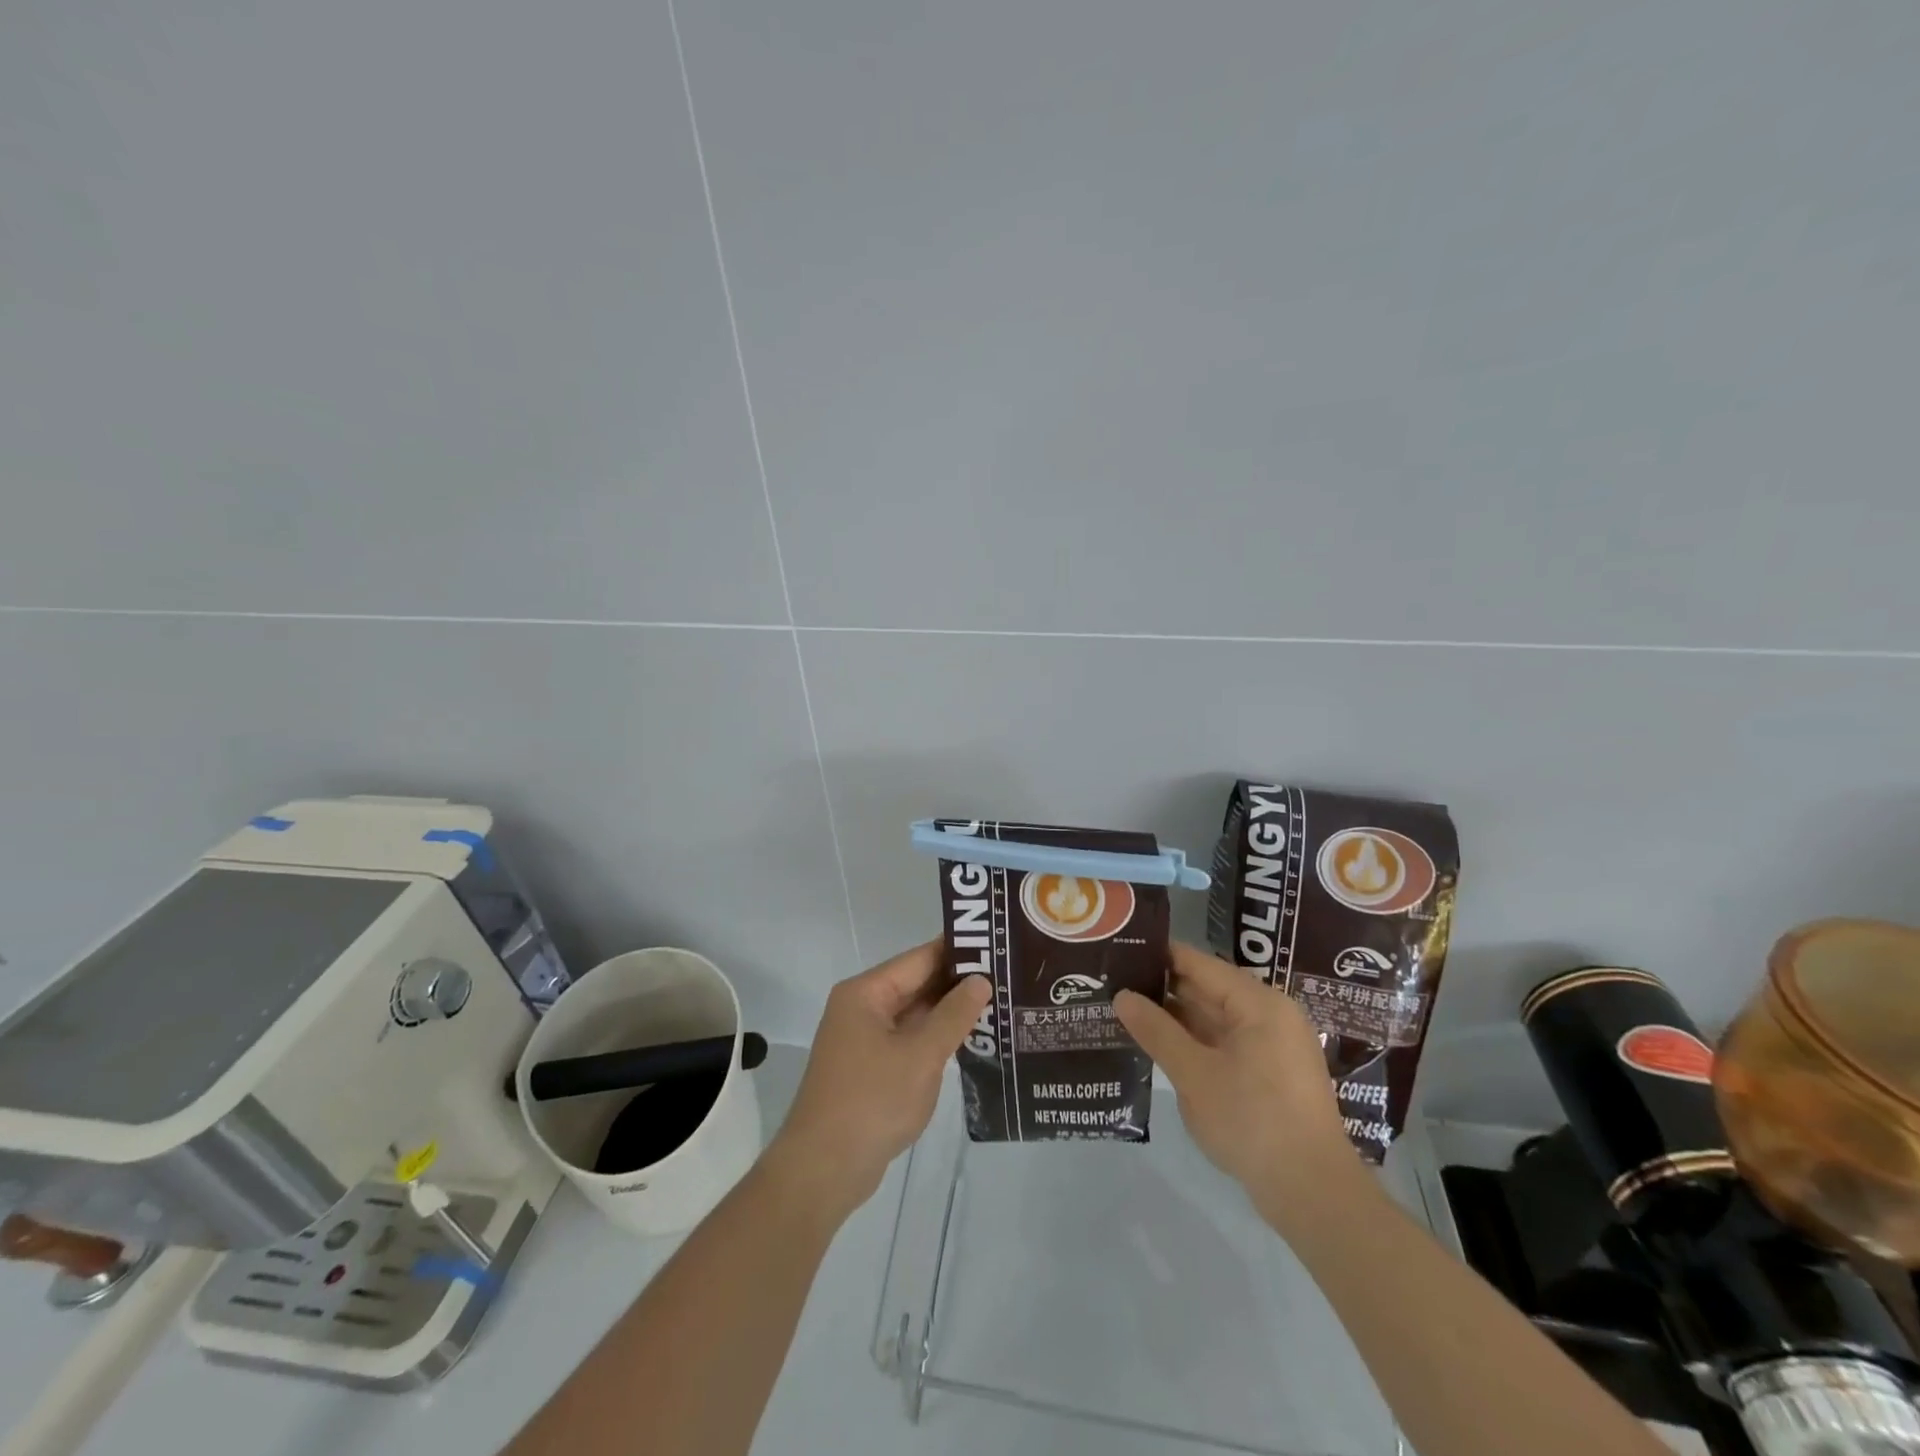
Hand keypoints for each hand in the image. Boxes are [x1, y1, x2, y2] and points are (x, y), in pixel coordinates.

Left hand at [767, 942, 989, 1221]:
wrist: (823, 1170)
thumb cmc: (872, 1101)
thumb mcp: (921, 1055)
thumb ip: (954, 1015)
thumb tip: (981, 980)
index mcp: (866, 993)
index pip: (920, 959)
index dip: (958, 952)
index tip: (998, 946)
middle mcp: (862, 1008)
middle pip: (916, 984)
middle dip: (958, 984)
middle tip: (1008, 978)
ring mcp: (864, 1040)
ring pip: (915, 1015)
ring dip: (949, 1014)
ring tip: (999, 1006)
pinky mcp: (870, 1069)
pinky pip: (909, 1041)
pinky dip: (935, 1040)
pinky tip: (971, 1043)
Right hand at [1115, 943, 1357, 1207]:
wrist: (1313, 1193)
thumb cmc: (1252, 1121)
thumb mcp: (1194, 1075)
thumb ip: (1156, 1031)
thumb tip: (1122, 995)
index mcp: (1258, 1003)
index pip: (1198, 963)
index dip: (1158, 955)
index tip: (1119, 951)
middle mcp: (1269, 1015)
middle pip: (1207, 988)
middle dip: (1163, 988)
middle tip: (1114, 983)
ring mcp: (1272, 1046)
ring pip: (1214, 1019)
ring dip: (1176, 1018)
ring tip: (1127, 1011)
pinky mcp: (1271, 1074)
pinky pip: (1224, 1043)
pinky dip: (1194, 1042)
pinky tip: (1160, 1046)